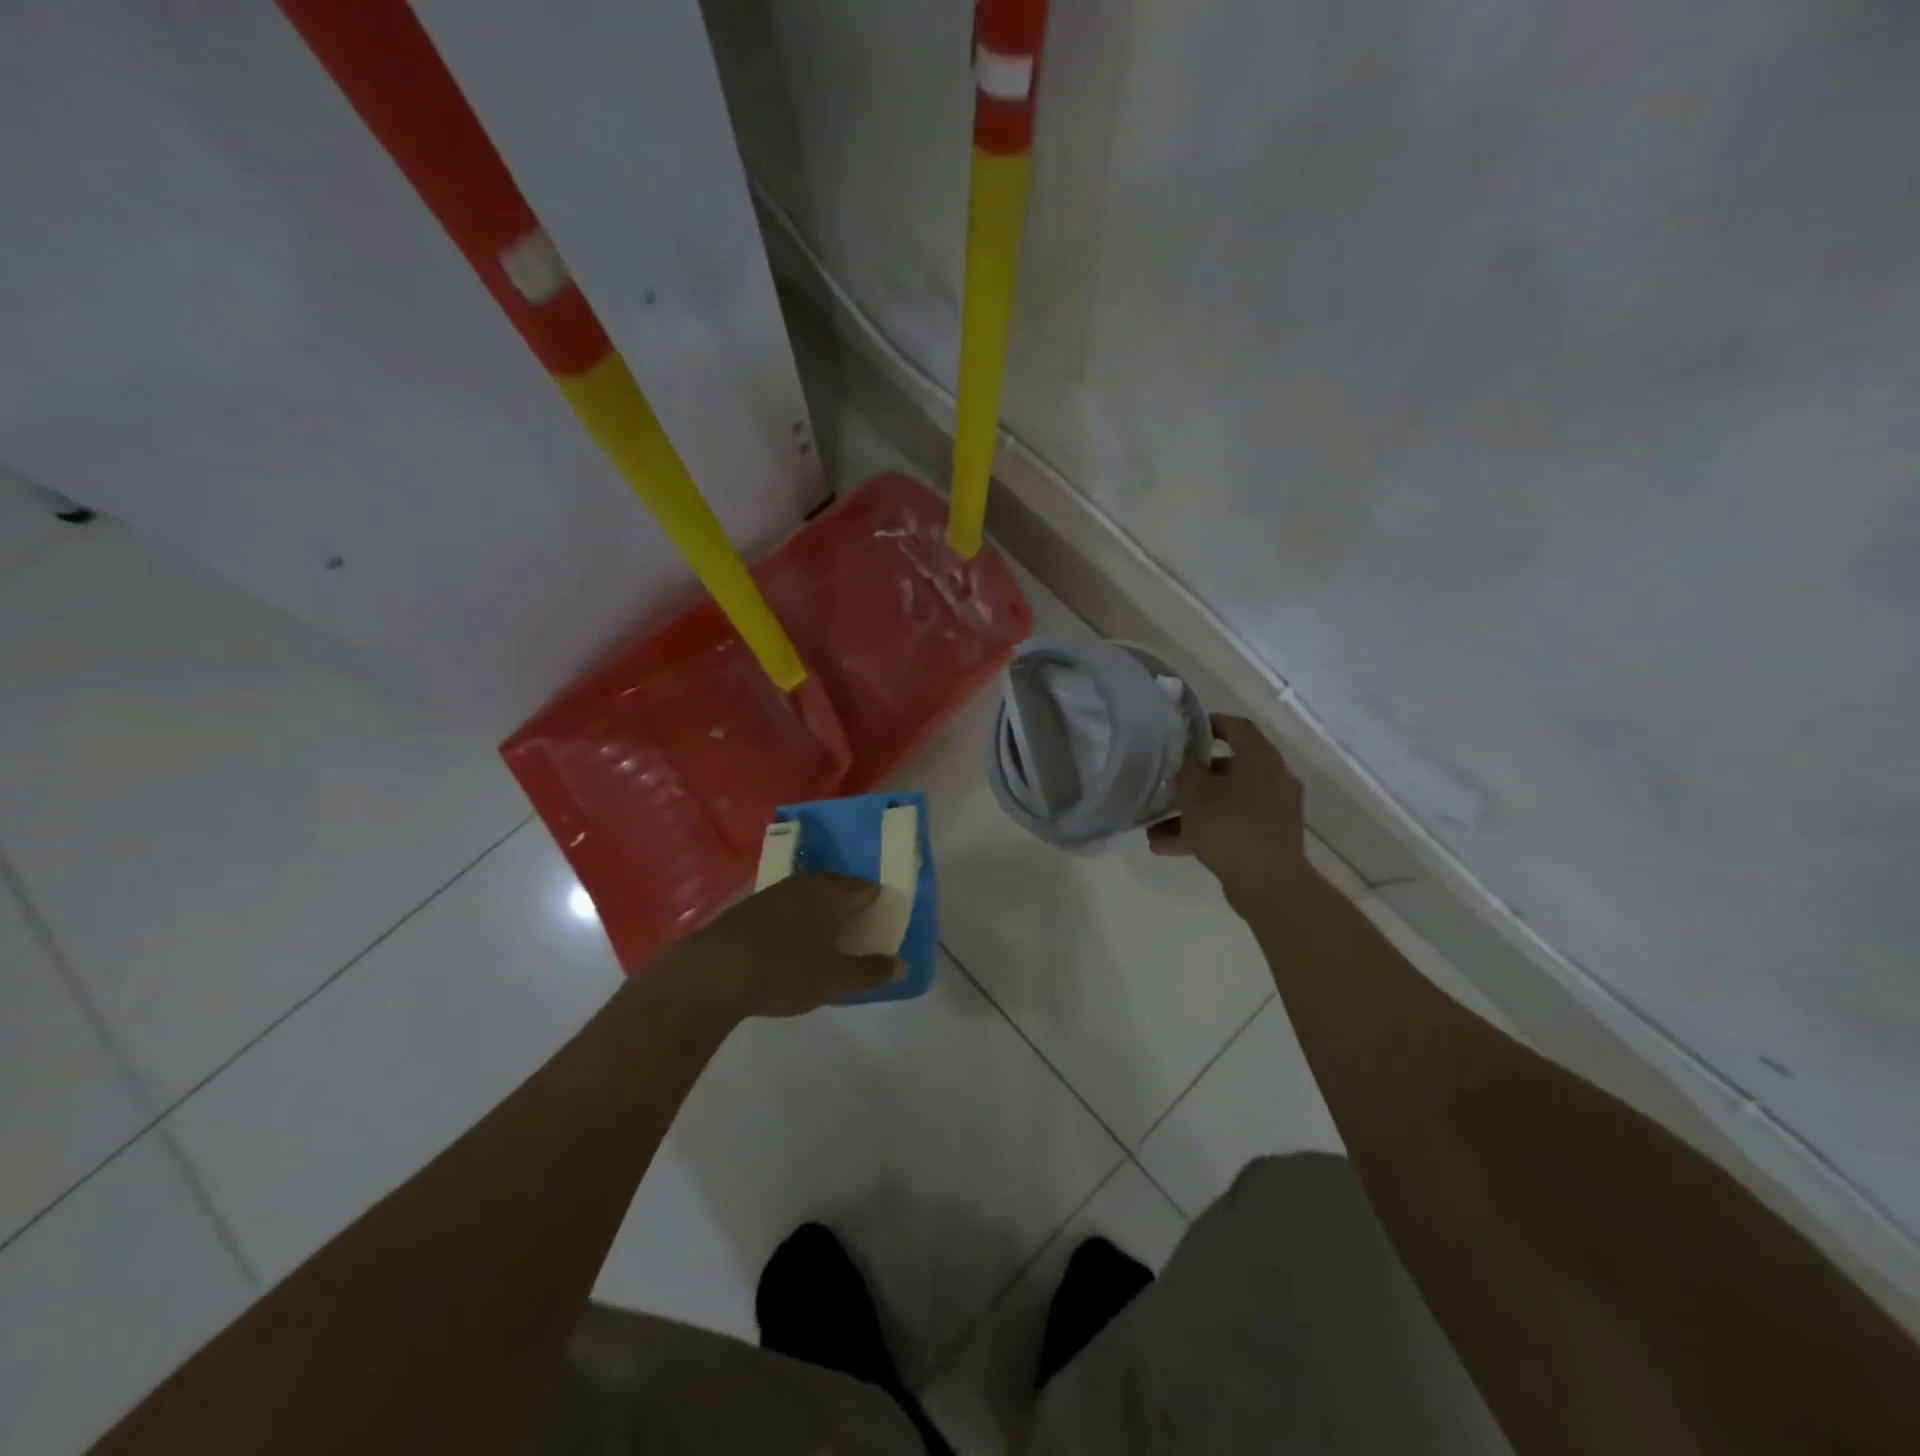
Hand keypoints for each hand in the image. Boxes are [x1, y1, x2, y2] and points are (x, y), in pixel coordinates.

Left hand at [661, 873, 898, 1020]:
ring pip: (805, 894)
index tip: (884, 914)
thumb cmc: (785, 970)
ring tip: (825, 932)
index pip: (864, 887)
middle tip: (857, 923)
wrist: (713, 972)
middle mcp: (804, 883)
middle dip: (846, 902)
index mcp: (831, 893)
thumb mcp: (834, 979)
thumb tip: (904, 966)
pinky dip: (792, 919)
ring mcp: (772, 892)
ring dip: (817, 909)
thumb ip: (870, 972)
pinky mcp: (745, 907)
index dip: (876, 899)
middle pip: (834, 886)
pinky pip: (782, 907)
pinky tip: (789, 939)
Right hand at [1148, 715, 1309, 913]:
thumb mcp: (1196, 793)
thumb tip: (1186, 755)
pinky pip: (1231, 825)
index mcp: (1260, 759)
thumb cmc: (1230, 826)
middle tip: (1167, 781)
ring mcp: (1272, 810)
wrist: (1269, 884)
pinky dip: (1203, 831)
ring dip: (1192, 811)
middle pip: (1228, 768)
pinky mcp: (1267, 838)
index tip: (1185, 730)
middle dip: (1193, 778)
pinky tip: (1166, 847)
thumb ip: (1187, 768)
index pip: (1237, 727)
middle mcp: (1272, 779)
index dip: (1210, 723)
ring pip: (1225, 801)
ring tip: (1155, 827)